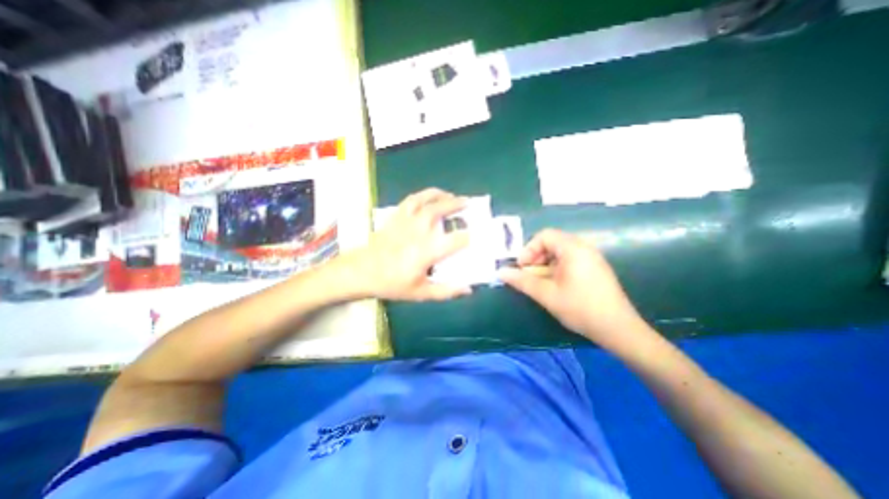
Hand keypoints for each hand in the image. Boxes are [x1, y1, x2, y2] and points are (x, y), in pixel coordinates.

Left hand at [345, 189, 471, 301]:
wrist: (362, 272)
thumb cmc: (392, 283)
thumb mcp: (420, 293)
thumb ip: (446, 291)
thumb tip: (468, 289)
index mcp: (426, 252)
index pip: (454, 240)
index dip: (468, 237)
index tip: (475, 236)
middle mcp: (418, 232)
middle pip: (439, 211)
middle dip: (456, 205)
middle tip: (468, 202)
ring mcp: (405, 221)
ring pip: (424, 200)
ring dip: (439, 195)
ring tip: (450, 194)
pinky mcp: (396, 217)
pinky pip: (410, 200)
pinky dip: (422, 195)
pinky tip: (428, 196)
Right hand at [498, 229, 647, 351]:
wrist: (619, 330)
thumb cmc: (580, 308)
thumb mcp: (547, 294)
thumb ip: (522, 281)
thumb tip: (500, 272)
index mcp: (573, 249)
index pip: (544, 235)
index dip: (529, 249)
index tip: (522, 267)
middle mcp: (584, 248)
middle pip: (552, 242)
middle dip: (535, 257)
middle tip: (528, 275)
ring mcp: (591, 258)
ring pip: (560, 253)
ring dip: (544, 264)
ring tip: (539, 283)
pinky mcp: (594, 269)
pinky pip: (570, 261)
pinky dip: (556, 269)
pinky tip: (554, 286)